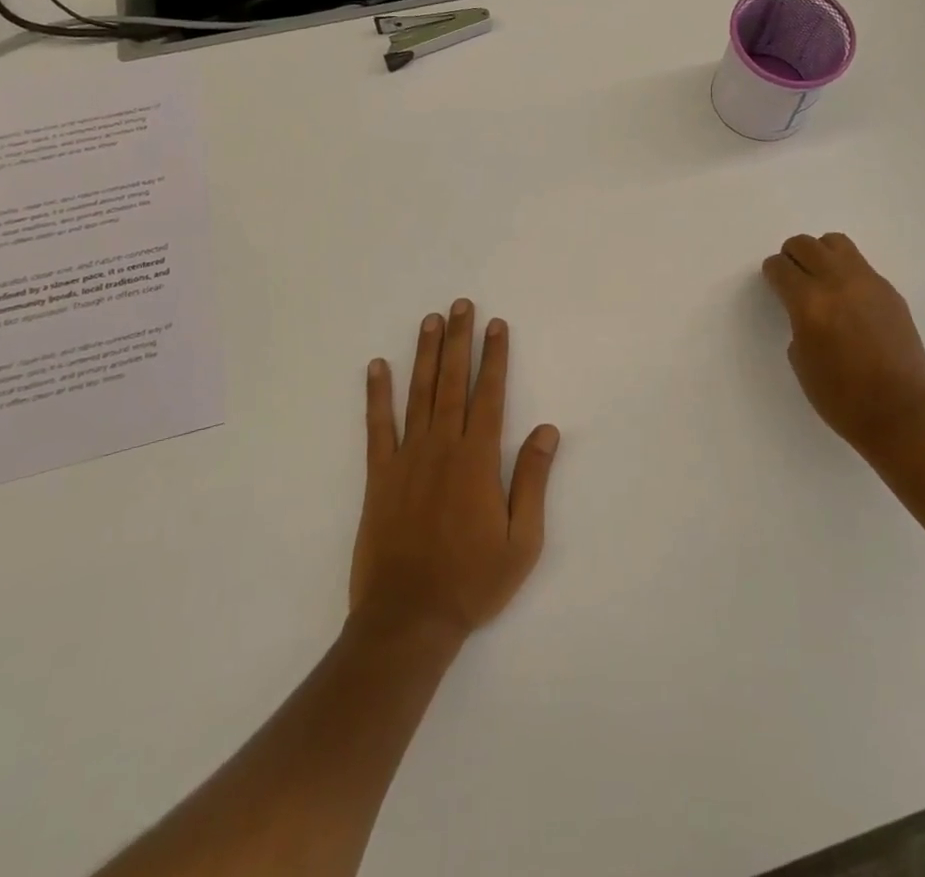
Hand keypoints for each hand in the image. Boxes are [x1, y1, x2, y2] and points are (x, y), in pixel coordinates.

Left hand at [351, 301, 559, 643]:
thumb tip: (547, 430)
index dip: (494, 357)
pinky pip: (377, 426)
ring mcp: (407, 458)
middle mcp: (442, 447)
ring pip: (418, 394)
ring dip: (425, 354)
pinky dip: (377, 395)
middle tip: (461, 305)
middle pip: (453, 382)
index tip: (496, 325)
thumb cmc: (473, 581)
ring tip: (430, 320)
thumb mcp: (522, 540)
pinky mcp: (379, 476)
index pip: (490, 394)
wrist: (408, 619)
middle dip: (459, 340)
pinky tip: (377, 367)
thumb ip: (532, 480)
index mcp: (478, 460)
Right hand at [762, 233, 924, 458]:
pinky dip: (845, 271)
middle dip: (792, 256)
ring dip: (820, 254)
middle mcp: (838, 283)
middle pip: (805, 244)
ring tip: (820, 278)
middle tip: (792, 276)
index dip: (772, 273)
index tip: (773, 282)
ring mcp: (868, 283)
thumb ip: (798, 321)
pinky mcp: (890, 291)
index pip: (781, 267)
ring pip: (835, 243)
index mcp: (810, 303)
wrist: (901, 412)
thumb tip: (804, 305)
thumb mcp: (801, 359)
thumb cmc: (841, 397)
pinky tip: (848, 299)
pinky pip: (860, 265)